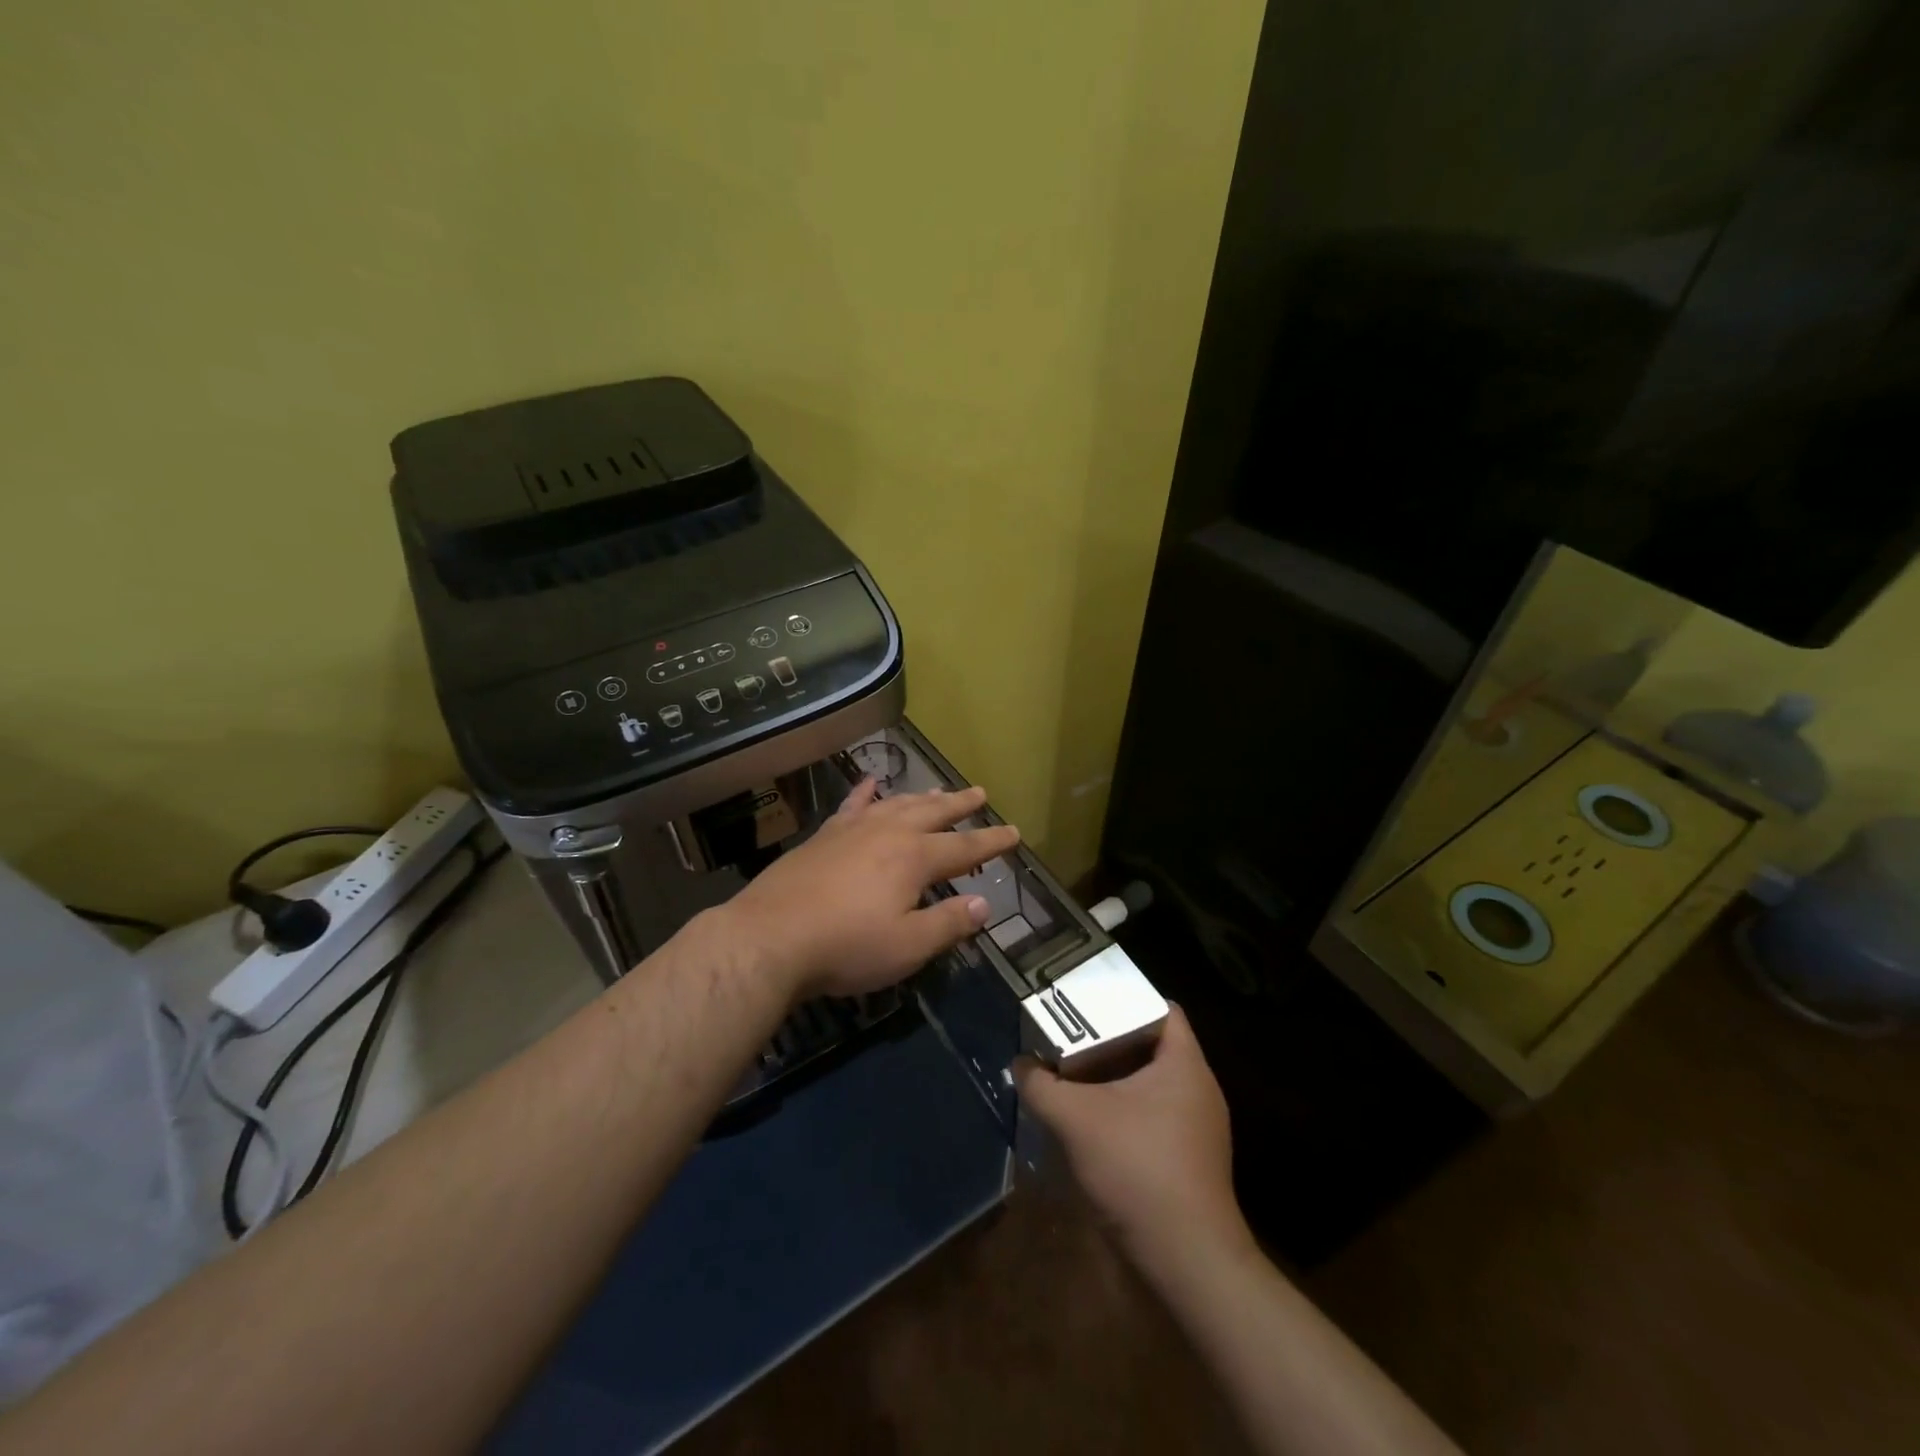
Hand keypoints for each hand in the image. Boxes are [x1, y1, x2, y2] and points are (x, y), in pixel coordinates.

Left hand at [716, 778, 1019, 999]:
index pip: (964, 848)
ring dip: (921, 797)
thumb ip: (948, 924)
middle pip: (932, 812)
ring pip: (896, 804)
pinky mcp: (823, 837)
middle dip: (960, 804)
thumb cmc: (846, 946)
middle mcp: (887, 833)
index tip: (1014, 833)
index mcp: (914, 858)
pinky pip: (851, 806)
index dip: (992, 842)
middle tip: (980, 792)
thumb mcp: (907, 946)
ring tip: (938, 790)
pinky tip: (871, 783)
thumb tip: (984, 905)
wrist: (770, 937)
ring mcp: (852, 831)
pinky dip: (864, 793)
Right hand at [1015, 1006, 1248, 1265]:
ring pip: (1148, 1084)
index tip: (1086, 999)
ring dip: (1111, 1079)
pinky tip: (1087, 1121)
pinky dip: (1121, 1110)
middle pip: (1150, 1045)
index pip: (1161, 1008)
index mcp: (1185, 1064)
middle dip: (1108, 1039)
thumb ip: (1042, 1086)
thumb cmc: (1139, 1170)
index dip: (1124, 997)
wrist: (1187, 1264)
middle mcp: (1198, 1089)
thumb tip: (1019, 1063)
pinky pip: (1151, 1116)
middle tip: (1068, 1034)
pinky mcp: (1187, 1160)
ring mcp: (1196, 1128)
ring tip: (1070, 1073)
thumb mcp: (1076, 1120)